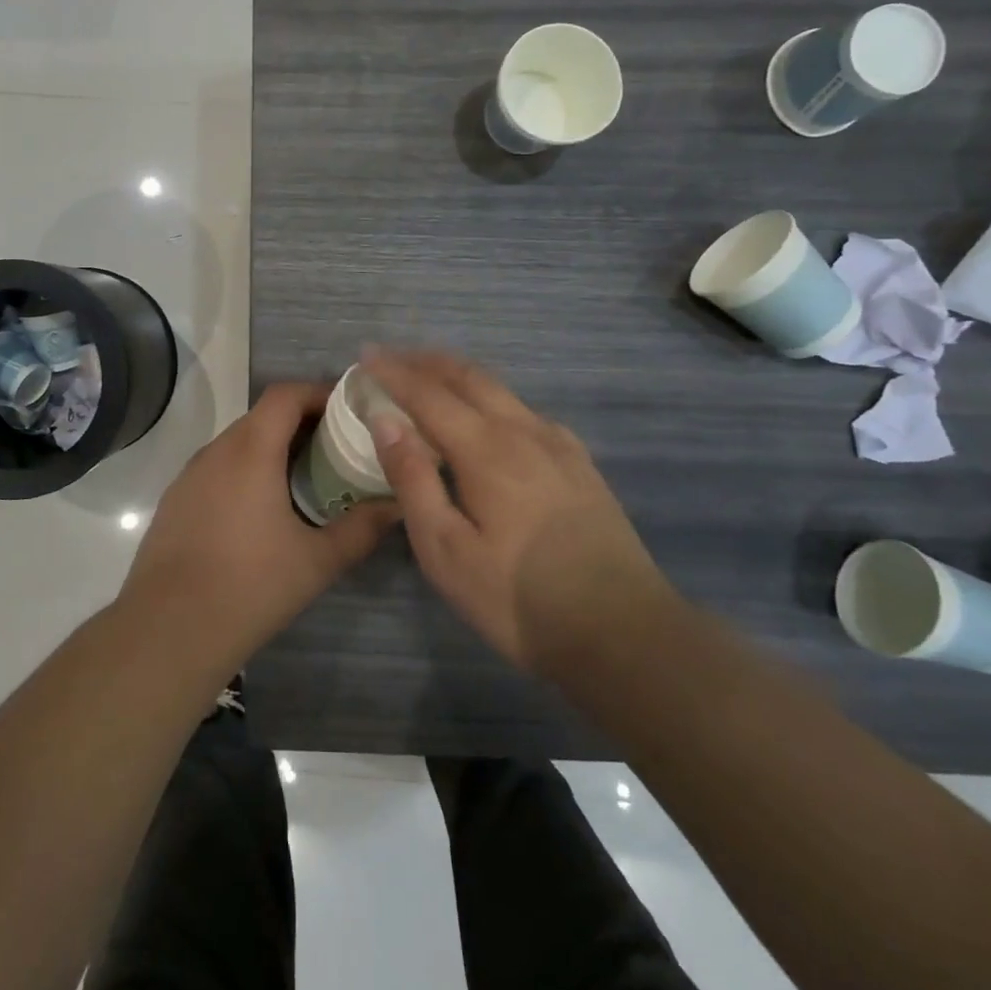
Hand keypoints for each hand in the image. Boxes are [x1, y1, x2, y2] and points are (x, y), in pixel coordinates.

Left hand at [120, 383, 400, 673]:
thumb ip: (362, 528)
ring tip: (304, 479)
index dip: (318, 393)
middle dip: (301, 423)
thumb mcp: (317, 560)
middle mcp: (216, 451)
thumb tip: (399, 505)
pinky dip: (244, 471)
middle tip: (336, 449)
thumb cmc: (250, 586)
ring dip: (271, 448)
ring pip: (237, 442)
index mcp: (250, 451)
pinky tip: (260, 511)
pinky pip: (216, 468)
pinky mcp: (175, 499)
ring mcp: (189, 474)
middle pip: (262, 416)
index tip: (349, 411)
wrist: (169, 629)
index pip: (285, 395)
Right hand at [362, 347, 676, 674]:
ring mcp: (558, 445)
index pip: (428, 394)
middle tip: (392, 357)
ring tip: (430, 379)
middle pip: (468, 377)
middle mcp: (523, 431)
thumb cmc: (520, 598)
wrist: (625, 634)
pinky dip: (492, 398)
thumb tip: (385, 420)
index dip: (394, 372)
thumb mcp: (447, 550)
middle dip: (425, 362)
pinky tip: (490, 418)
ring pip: (500, 390)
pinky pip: (525, 411)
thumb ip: (413, 479)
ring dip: (458, 376)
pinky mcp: (580, 465)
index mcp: (486, 449)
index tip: (365, 355)